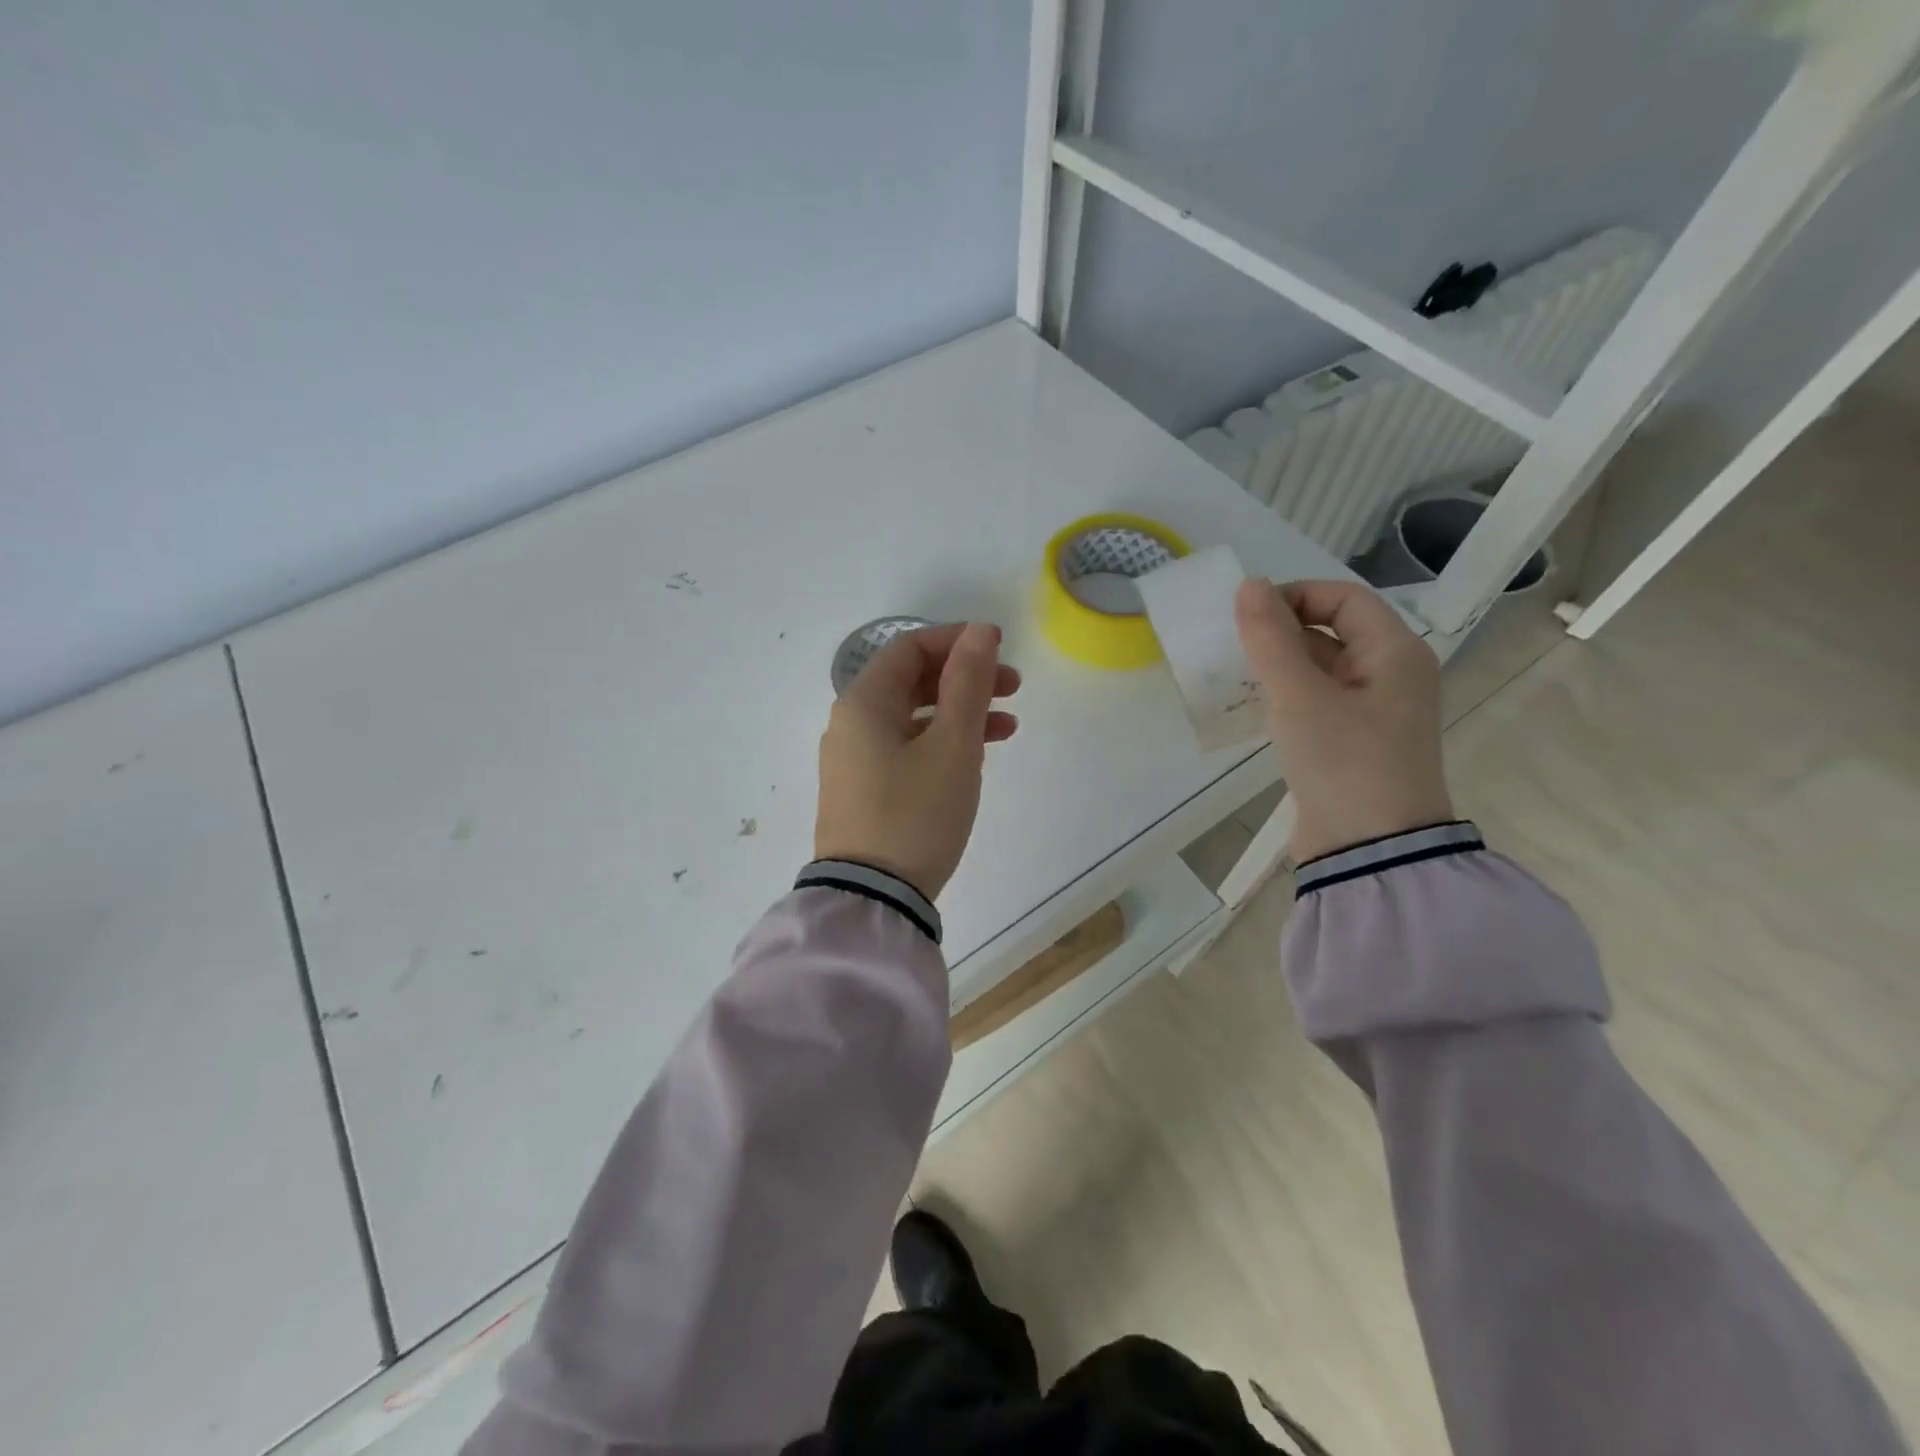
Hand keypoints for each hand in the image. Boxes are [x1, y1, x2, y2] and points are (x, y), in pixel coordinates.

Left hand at [814, 623, 1019, 899]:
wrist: (872, 899)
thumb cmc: (916, 814)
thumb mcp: (952, 745)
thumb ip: (967, 683)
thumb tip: (978, 632)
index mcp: (863, 703)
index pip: (910, 648)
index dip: (957, 641)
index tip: (1000, 650)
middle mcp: (850, 725)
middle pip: (910, 682)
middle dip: (964, 679)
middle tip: (1012, 689)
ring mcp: (854, 761)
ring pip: (912, 718)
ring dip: (959, 714)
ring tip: (1007, 727)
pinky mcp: (863, 792)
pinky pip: (905, 750)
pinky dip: (940, 744)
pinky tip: (975, 759)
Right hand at [1234, 578, 1452, 863]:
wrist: (1369, 852)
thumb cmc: (1343, 764)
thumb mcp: (1300, 697)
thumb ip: (1271, 639)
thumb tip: (1249, 586)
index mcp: (1395, 653)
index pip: (1343, 598)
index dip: (1295, 596)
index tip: (1246, 615)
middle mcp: (1390, 675)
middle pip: (1333, 630)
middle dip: (1282, 629)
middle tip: (1234, 644)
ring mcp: (1373, 711)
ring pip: (1322, 667)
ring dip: (1280, 663)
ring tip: (1236, 672)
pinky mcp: (1352, 742)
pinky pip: (1317, 700)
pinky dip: (1286, 694)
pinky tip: (1254, 705)